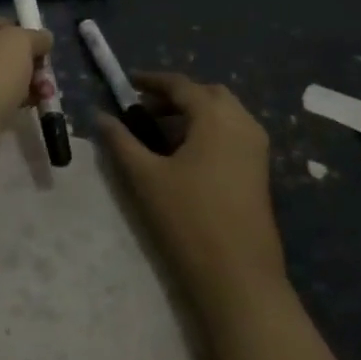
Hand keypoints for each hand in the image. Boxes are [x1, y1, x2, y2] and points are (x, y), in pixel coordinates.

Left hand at [0, 16, 53, 128]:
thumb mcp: (22, 42)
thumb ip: (36, 37)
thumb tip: (44, 38)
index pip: (0, 23)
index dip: (25, 34)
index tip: (43, 51)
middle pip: (1, 52)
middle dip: (28, 65)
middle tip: (46, 79)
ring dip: (24, 84)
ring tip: (43, 97)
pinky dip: (9, 100)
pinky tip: (26, 108)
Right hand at [100, 71, 286, 312]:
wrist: (240, 278)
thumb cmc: (189, 219)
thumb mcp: (145, 177)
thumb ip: (120, 141)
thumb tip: (100, 116)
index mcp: (215, 116)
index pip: (180, 85)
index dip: (152, 81)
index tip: (128, 83)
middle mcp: (242, 123)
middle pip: (206, 93)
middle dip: (175, 95)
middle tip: (145, 109)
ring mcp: (256, 148)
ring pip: (223, 113)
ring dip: (193, 113)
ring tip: (161, 132)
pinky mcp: (260, 170)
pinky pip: (233, 132)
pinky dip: (209, 130)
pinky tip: (186, 154)